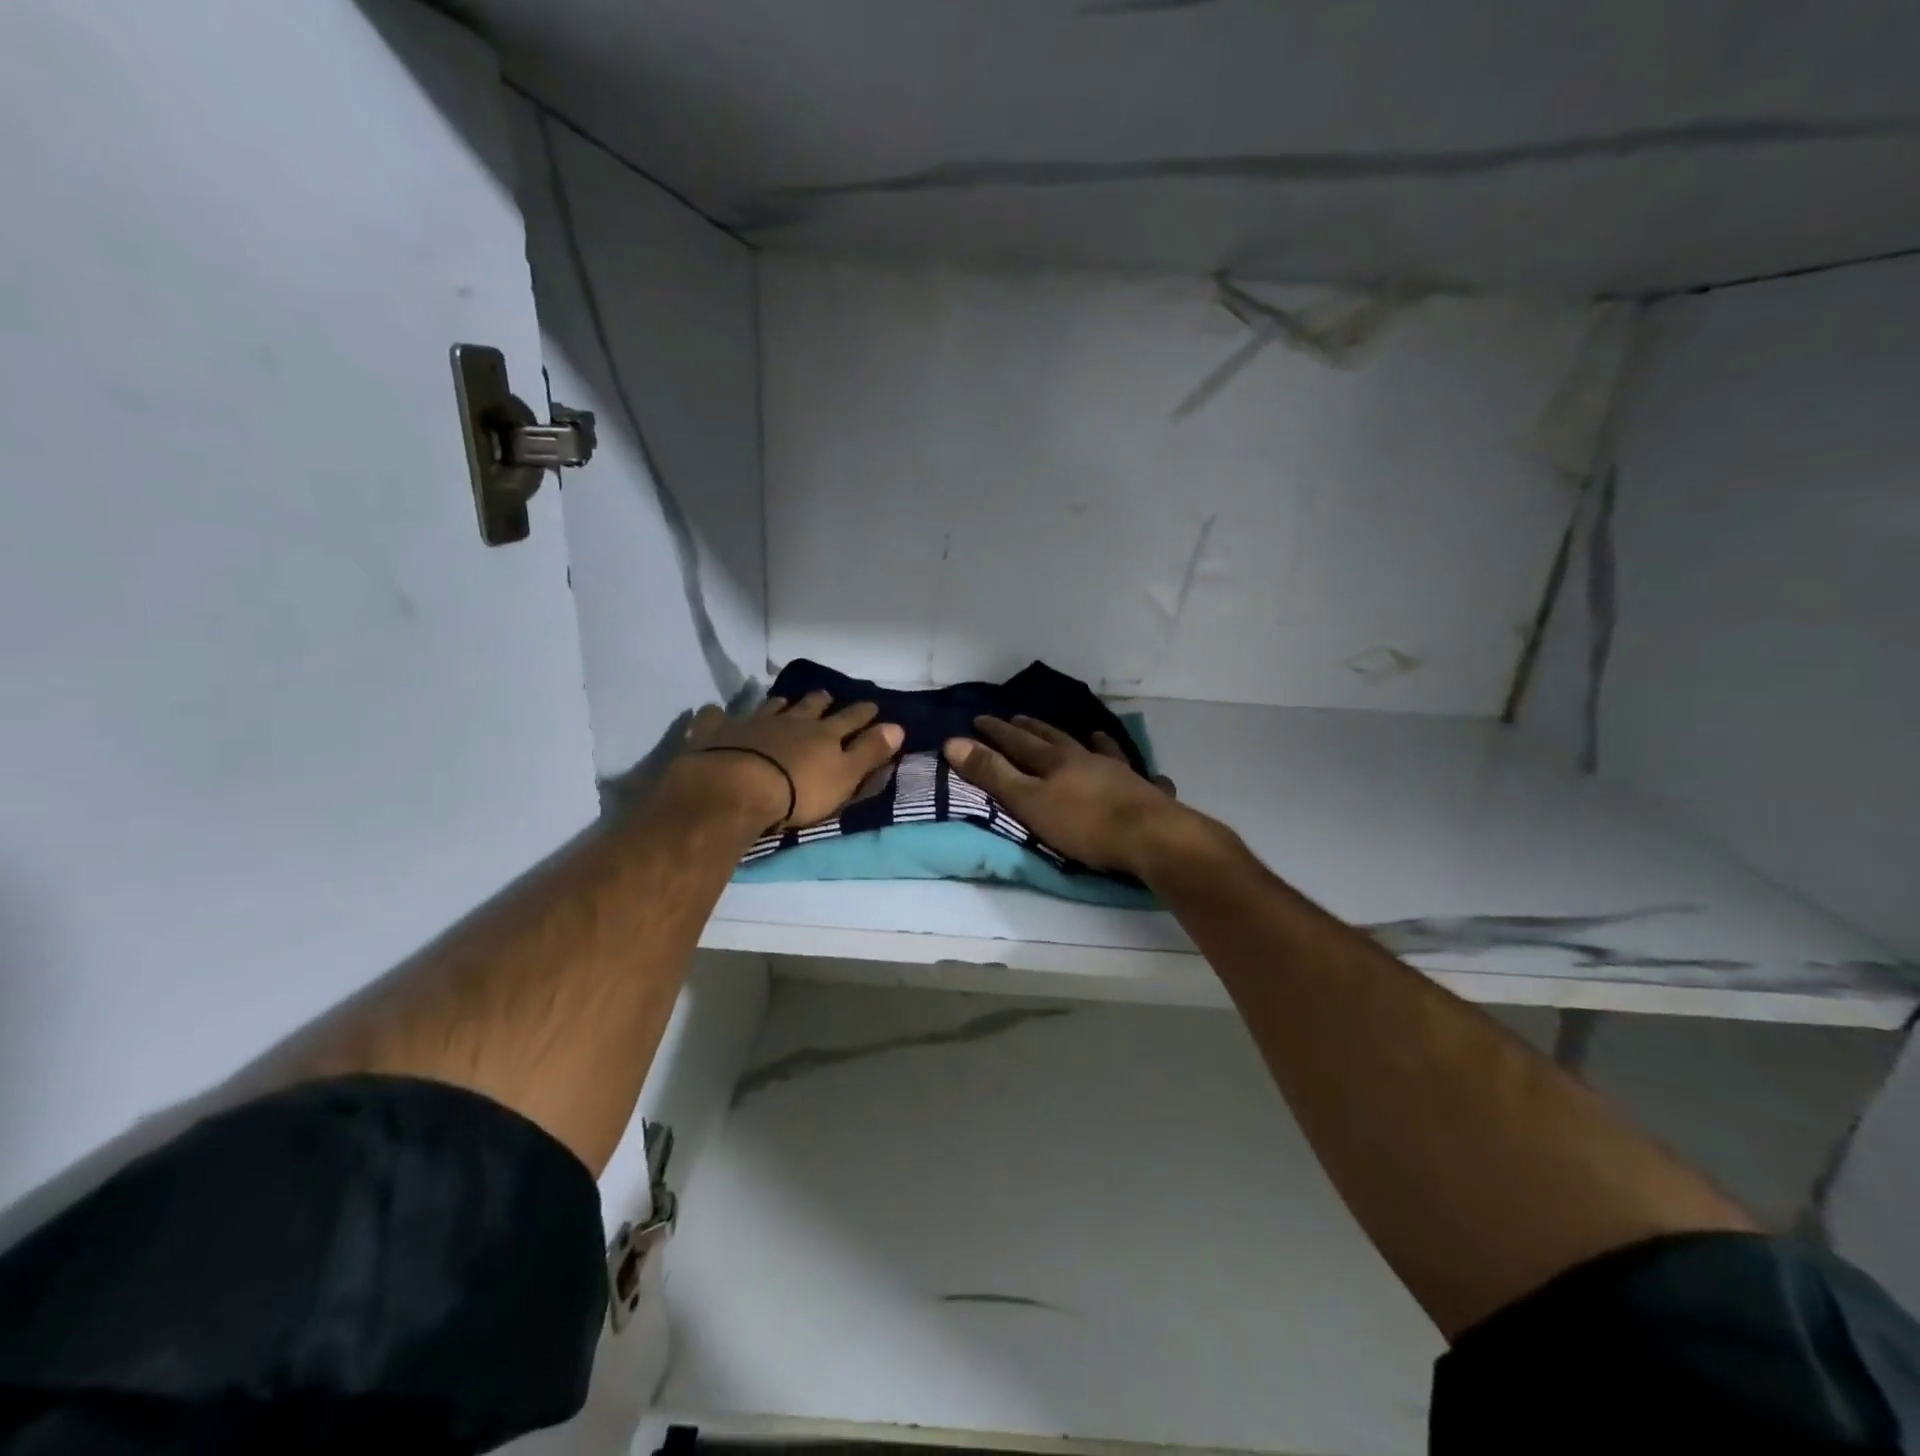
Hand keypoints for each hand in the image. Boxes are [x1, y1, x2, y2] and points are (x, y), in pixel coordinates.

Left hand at [684, 691, 903, 830]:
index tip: (873, 706)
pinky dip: (717, 715)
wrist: (737, 789)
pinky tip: (714, 712)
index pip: (850, 720)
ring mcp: (752, 724)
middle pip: (810, 707)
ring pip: (770, 708)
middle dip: (821, 701)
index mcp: (824, 734)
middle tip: (827, 695)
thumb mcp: (844, 776)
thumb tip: (898, 726)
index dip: (863, 714)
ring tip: (784, 701)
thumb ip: (870, 752)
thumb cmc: (798, 791)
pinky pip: (716, 718)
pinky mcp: (718, 734)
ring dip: (780, 704)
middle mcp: (791, 722)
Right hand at [943, 716, 1190, 876]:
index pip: (1018, 742)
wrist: (1149, 836)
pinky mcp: (1143, 791)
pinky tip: (1142, 769)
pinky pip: (1136, 773)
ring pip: (1097, 749)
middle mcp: (1085, 758)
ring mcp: (1117, 772)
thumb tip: (953, 742)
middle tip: (1019, 719)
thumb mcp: (1028, 801)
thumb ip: (993, 774)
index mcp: (1054, 761)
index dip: (997, 732)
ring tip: (1086, 731)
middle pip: (1054, 739)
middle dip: (1033, 730)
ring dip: (1086, 740)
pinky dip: (1132, 768)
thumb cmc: (1083, 823)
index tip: (980, 718)